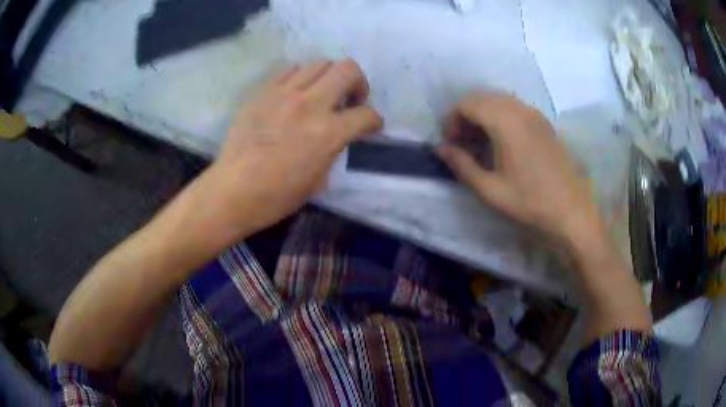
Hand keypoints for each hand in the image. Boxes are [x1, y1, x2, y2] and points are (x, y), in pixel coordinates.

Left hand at [205, 59, 382, 235]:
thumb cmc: (277, 195)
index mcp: (327, 132)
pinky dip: (301, 79)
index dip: (375, 120)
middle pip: (348, 69)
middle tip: (350, 99)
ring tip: (321, 95)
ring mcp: (284, 94)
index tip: (371, 126)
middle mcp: (309, 104)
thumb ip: (334, 149)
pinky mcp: (263, 92)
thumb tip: (338, 134)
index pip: (366, 114)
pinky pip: (290, 71)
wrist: (233, 190)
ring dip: (329, 78)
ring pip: (319, 64)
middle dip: (358, 82)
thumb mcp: (318, 179)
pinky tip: (295, 95)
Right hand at [436, 93, 599, 244]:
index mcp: (505, 122)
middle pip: (483, 98)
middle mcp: (520, 110)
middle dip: (466, 116)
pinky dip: (501, 118)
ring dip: (484, 116)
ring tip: (481, 144)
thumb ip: (462, 164)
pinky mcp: (546, 125)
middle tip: (463, 144)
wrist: (572, 213)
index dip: (452, 120)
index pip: (467, 104)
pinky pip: (516, 110)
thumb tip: (440, 148)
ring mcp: (536, 115)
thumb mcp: (490, 189)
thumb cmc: (530, 203)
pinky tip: (503, 143)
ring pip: (500, 102)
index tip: (450, 144)